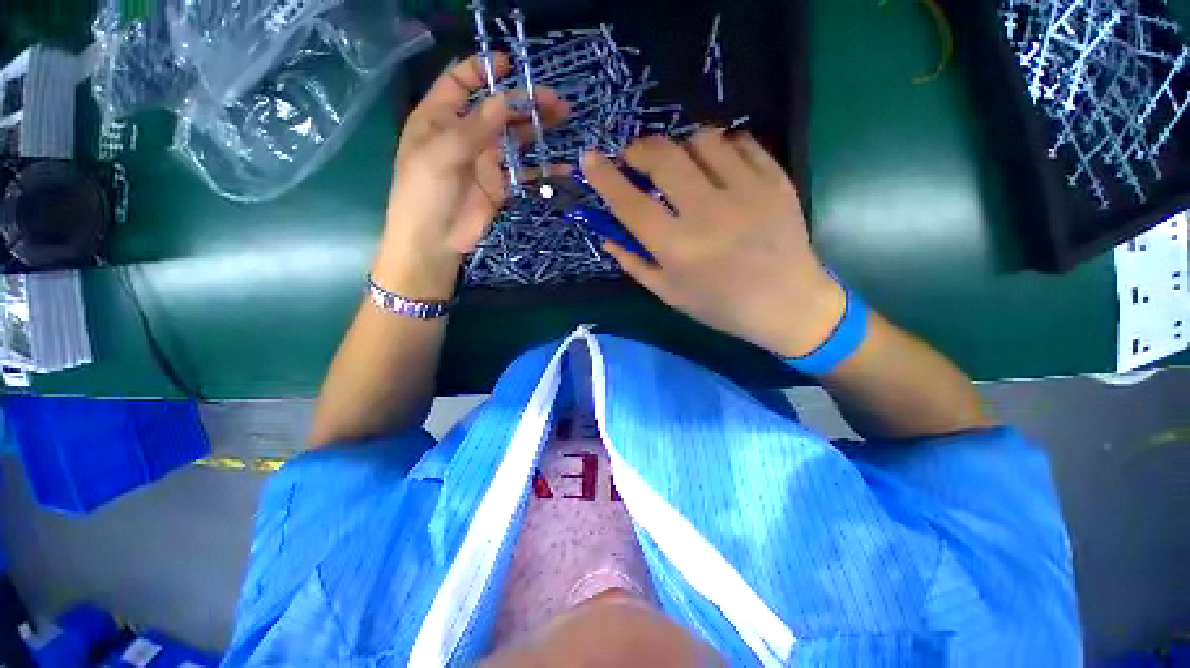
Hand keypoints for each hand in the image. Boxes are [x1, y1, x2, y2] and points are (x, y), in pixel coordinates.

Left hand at [375, 54, 568, 298]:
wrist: (435, 241)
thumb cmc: (425, 193)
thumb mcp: (441, 154)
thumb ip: (474, 127)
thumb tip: (505, 99)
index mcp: (440, 117)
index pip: (461, 82)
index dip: (484, 69)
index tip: (510, 64)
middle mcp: (466, 134)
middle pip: (498, 109)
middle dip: (525, 101)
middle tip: (555, 101)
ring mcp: (486, 161)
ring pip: (516, 137)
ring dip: (538, 128)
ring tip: (564, 120)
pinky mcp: (502, 186)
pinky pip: (526, 172)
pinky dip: (544, 169)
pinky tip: (563, 166)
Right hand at [582, 131, 844, 357]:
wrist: (788, 305)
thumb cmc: (721, 306)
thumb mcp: (669, 294)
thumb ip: (634, 263)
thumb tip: (606, 235)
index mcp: (677, 249)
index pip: (630, 203)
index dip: (604, 177)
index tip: (589, 159)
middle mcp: (707, 215)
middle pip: (663, 158)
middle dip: (639, 149)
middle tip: (635, 157)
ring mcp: (746, 193)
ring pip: (702, 140)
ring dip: (681, 146)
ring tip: (681, 163)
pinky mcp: (775, 181)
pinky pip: (741, 142)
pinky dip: (721, 147)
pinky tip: (718, 164)